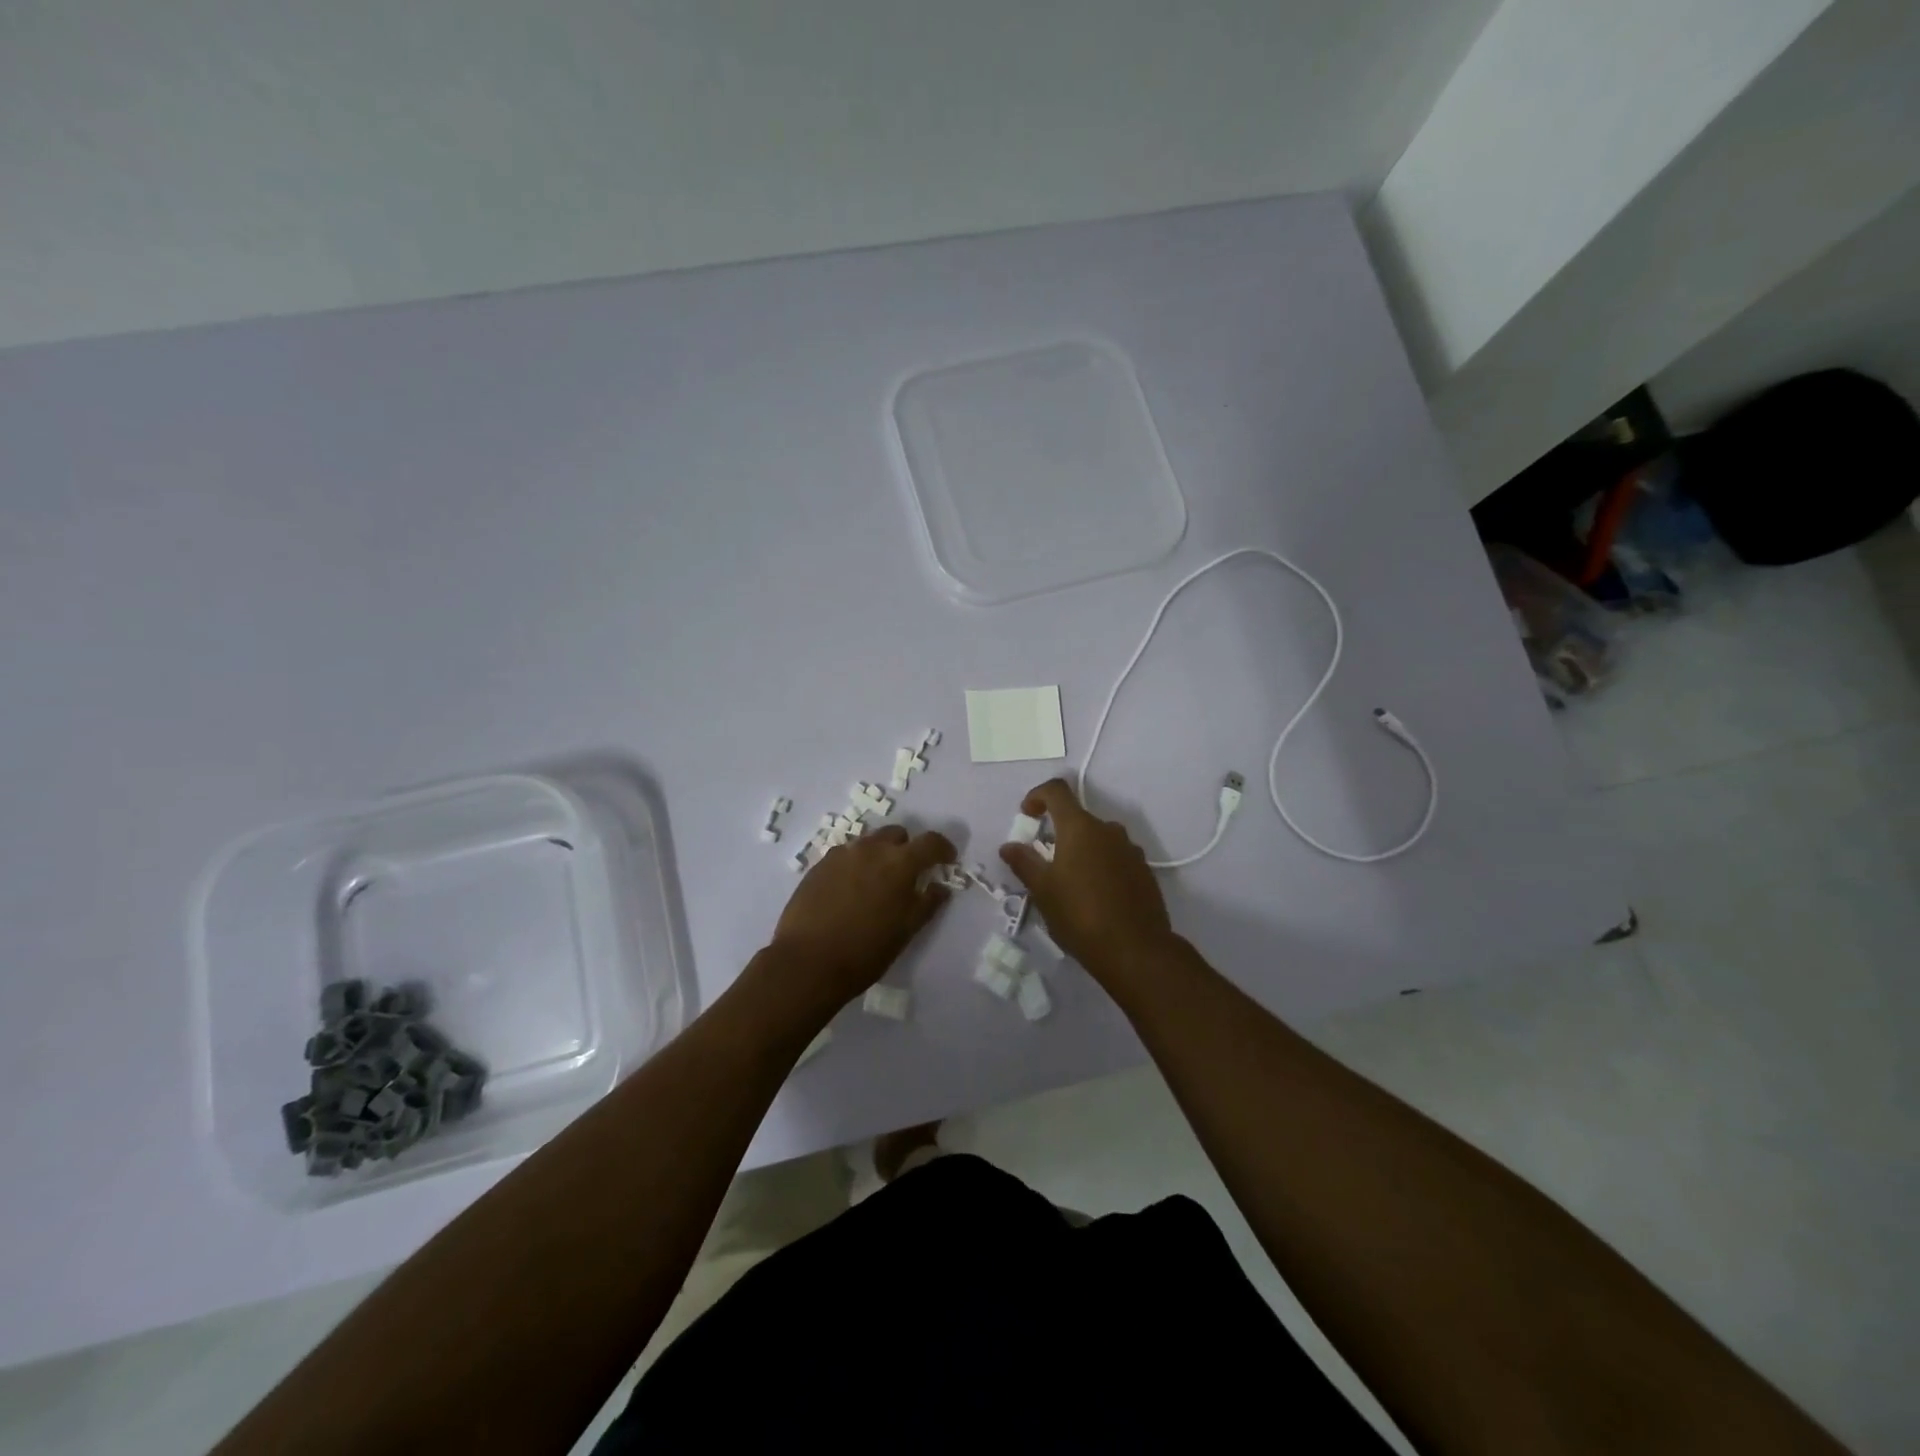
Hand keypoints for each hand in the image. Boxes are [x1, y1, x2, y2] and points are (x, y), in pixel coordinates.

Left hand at [769, 825, 955, 1013]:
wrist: (807, 962)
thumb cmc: (866, 950)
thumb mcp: (906, 931)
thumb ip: (927, 903)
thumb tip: (940, 887)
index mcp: (899, 863)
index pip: (930, 842)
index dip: (943, 849)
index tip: (947, 860)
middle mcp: (871, 848)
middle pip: (897, 835)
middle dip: (907, 849)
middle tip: (908, 875)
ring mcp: (842, 854)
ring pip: (869, 843)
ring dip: (879, 855)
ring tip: (876, 884)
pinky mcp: (819, 865)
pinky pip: (846, 855)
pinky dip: (856, 865)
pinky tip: (850, 891)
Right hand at [999, 779, 1175, 975]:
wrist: (1136, 950)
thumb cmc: (1080, 915)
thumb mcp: (1043, 890)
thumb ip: (1024, 862)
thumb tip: (1008, 846)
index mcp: (1080, 828)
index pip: (1057, 791)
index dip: (1037, 795)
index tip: (1027, 815)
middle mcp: (1108, 830)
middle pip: (1078, 818)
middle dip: (1059, 832)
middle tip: (1045, 862)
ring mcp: (1130, 850)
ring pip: (1099, 839)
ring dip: (1081, 850)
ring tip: (1070, 883)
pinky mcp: (1144, 871)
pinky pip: (1116, 857)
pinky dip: (1101, 866)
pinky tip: (1095, 896)